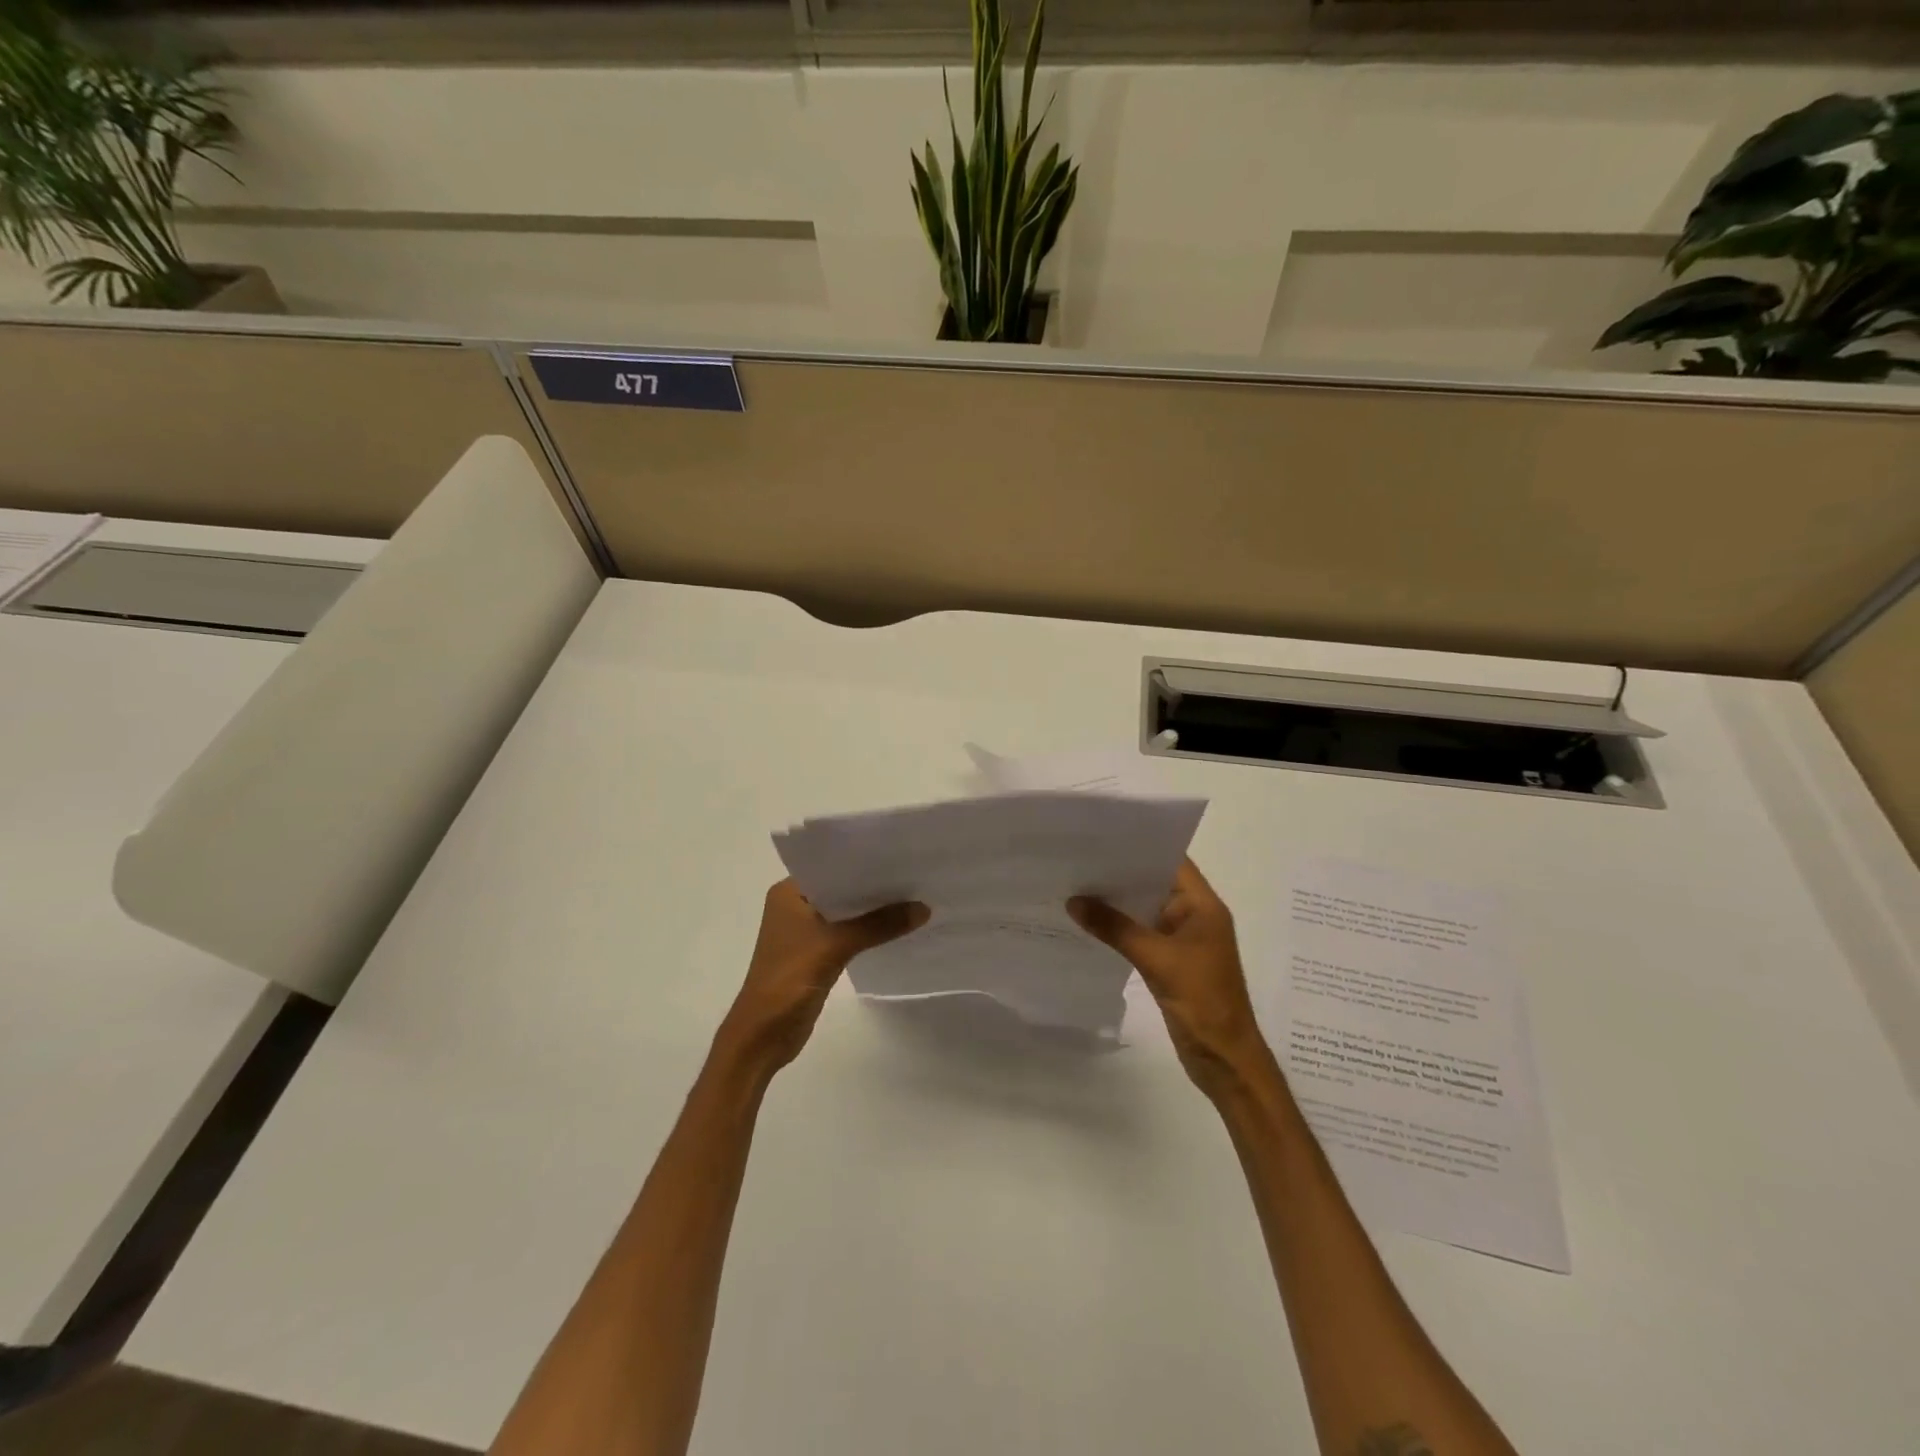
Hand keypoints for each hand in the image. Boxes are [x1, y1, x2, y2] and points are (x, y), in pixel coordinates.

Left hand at [719, 880, 929, 1073]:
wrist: (763, 1035)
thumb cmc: (788, 979)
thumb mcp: (835, 946)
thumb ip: (879, 925)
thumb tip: (924, 908)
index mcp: (789, 892)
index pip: (831, 865)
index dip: (864, 859)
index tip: (899, 852)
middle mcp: (795, 905)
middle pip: (842, 888)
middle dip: (874, 885)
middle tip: (914, 873)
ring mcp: (805, 930)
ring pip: (847, 911)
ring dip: (873, 909)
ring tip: (913, 895)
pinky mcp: (816, 953)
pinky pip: (848, 932)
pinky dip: (868, 930)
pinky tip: (897, 926)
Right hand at [1069, 860, 1274, 1097]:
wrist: (1224, 1059)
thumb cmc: (1202, 1001)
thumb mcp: (1157, 959)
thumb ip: (1115, 928)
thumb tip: (1074, 901)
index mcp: (1203, 906)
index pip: (1172, 861)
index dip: (1142, 846)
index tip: (1104, 835)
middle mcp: (1194, 916)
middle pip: (1156, 882)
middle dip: (1122, 872)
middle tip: (1081, 857)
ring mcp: (1183, 940)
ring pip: (1145, 909)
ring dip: (1118, 901)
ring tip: (1078, 883)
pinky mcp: (1170, 961)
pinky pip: (1141, 934)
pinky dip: (1119, 927)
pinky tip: (1090, 921)